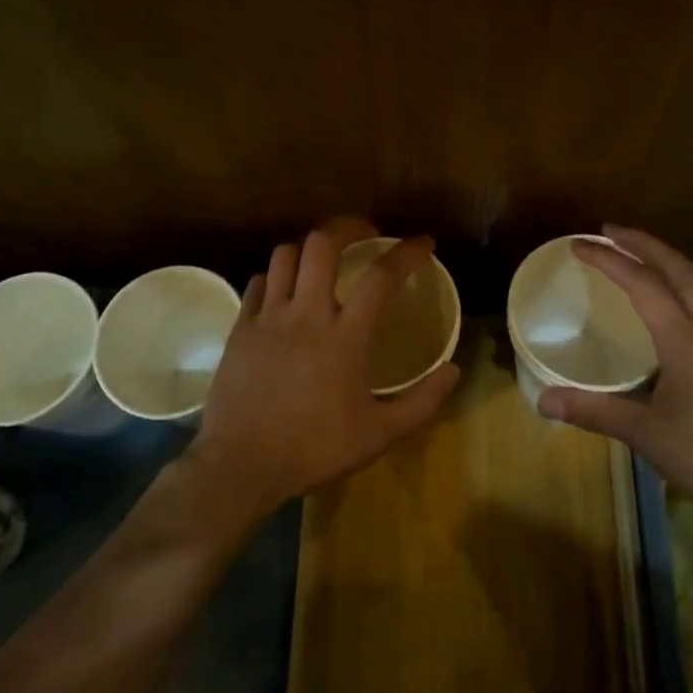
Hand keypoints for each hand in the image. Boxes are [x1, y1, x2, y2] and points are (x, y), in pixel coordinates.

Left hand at [187, 226, 460, 519]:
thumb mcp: (378, 435)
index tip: (422, 244)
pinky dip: (276, 277)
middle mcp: (305, 314)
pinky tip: (285, 293)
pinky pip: (258, 283)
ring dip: (309, 249)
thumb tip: (453, 370)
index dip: (406, 252)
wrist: (239, 466)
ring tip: (323, 260)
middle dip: (348, 226)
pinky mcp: (240, 329)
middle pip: (323, 244)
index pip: (381, 276)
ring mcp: (268, 318)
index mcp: (344, 336)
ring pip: (285, 254)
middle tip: (365, 234)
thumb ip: (421, 402)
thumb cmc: (313, 449)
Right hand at [537, 227, 692, 528]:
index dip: (608, 260)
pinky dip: (683, 288)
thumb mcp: (645, 434)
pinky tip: (672, 307)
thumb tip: (544, 400)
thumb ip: (594, 411)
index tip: (579, 244)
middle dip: (643, 243)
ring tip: (637, 260)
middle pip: (679, 269)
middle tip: (609, 231)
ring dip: (666, 263)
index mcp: (686, 340)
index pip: (642, 284)